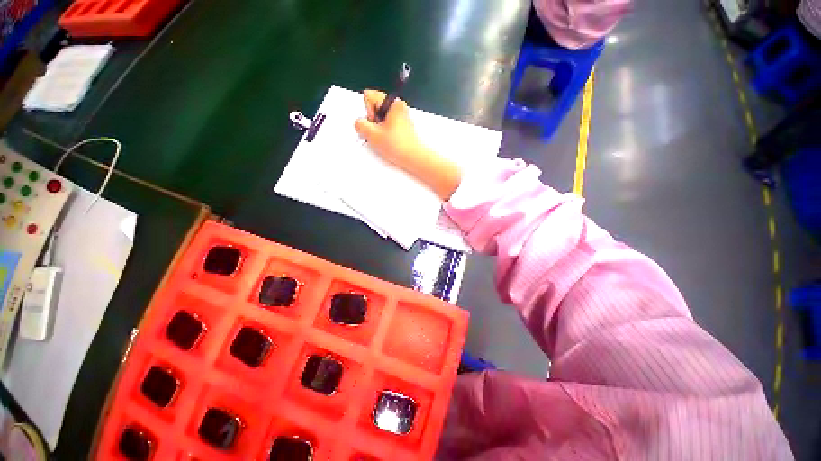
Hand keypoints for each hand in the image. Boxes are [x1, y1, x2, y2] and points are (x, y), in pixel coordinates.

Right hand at [354, 89, 462, 199]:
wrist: (414, 158)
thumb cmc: (398, 146)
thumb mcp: (372, 134)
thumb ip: (360, 124)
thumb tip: (359, 123)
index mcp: (393, 102)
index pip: (369, 96)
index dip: (368, 111)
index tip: (376, 123)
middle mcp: (398, 106)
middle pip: (375, 107)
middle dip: (373, 120)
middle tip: (379, 133)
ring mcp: (401, 116)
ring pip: (380, 117)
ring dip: (378, 128)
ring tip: (385, 139)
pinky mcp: (402, 126)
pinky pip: (387, 125)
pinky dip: (385, 133)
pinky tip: (389, 142)